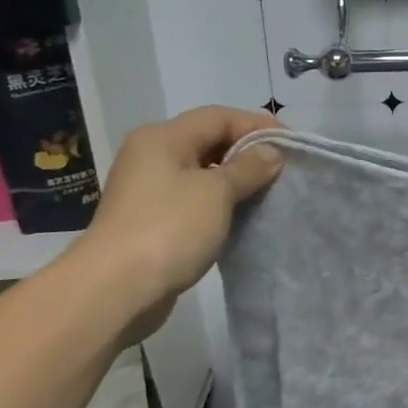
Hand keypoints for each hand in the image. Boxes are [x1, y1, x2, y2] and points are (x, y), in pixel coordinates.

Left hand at [75, 106, 282, 329]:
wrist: (115, 290)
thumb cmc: (169, 228)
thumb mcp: (217, 192)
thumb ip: (249, 167)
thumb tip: (271, 153)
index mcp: (163, 138)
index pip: (219, 117)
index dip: (258, 126)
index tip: (293, 146)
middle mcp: (152, 156)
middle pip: (209, 141)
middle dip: (249, 153)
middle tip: (285, 170)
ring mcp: (149, 191)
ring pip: (203, 173)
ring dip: (236, 180)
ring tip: (270, 193)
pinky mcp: (153, 222)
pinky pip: (195, 201)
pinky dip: (221, 204)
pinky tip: (243, 217)